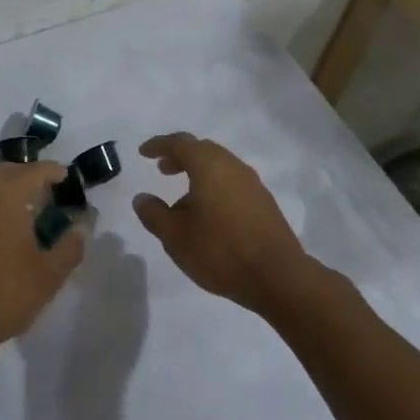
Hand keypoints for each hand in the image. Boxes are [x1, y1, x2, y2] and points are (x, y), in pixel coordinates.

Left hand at [0, 162, 86, 363]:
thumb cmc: (2, 297)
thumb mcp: (48, 275)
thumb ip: (71, 245)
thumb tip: (83, 225)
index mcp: (3, 195)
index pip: (34, 170)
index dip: (54, 172)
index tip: (67, 178)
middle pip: (4, 172)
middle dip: (26, 177)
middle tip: (44, 193)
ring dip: (0, 193)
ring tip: (17, 214)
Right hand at [132, 134, 311, 310]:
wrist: (278, 276)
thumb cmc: (220, 251)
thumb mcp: (175, 236)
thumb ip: (154, 214)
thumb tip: (142, 198)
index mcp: (209, 166)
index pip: (180, 143)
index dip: (159, 145)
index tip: (143, 153)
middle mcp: (233, 167)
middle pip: (203, 150)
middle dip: (180, 157)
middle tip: (162, 169)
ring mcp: (253, 184)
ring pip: (219, 167)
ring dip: (198, 174)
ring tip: (181, 200)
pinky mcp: (264, 203)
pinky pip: (232, 183)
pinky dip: (214, 187)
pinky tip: (207, 215)